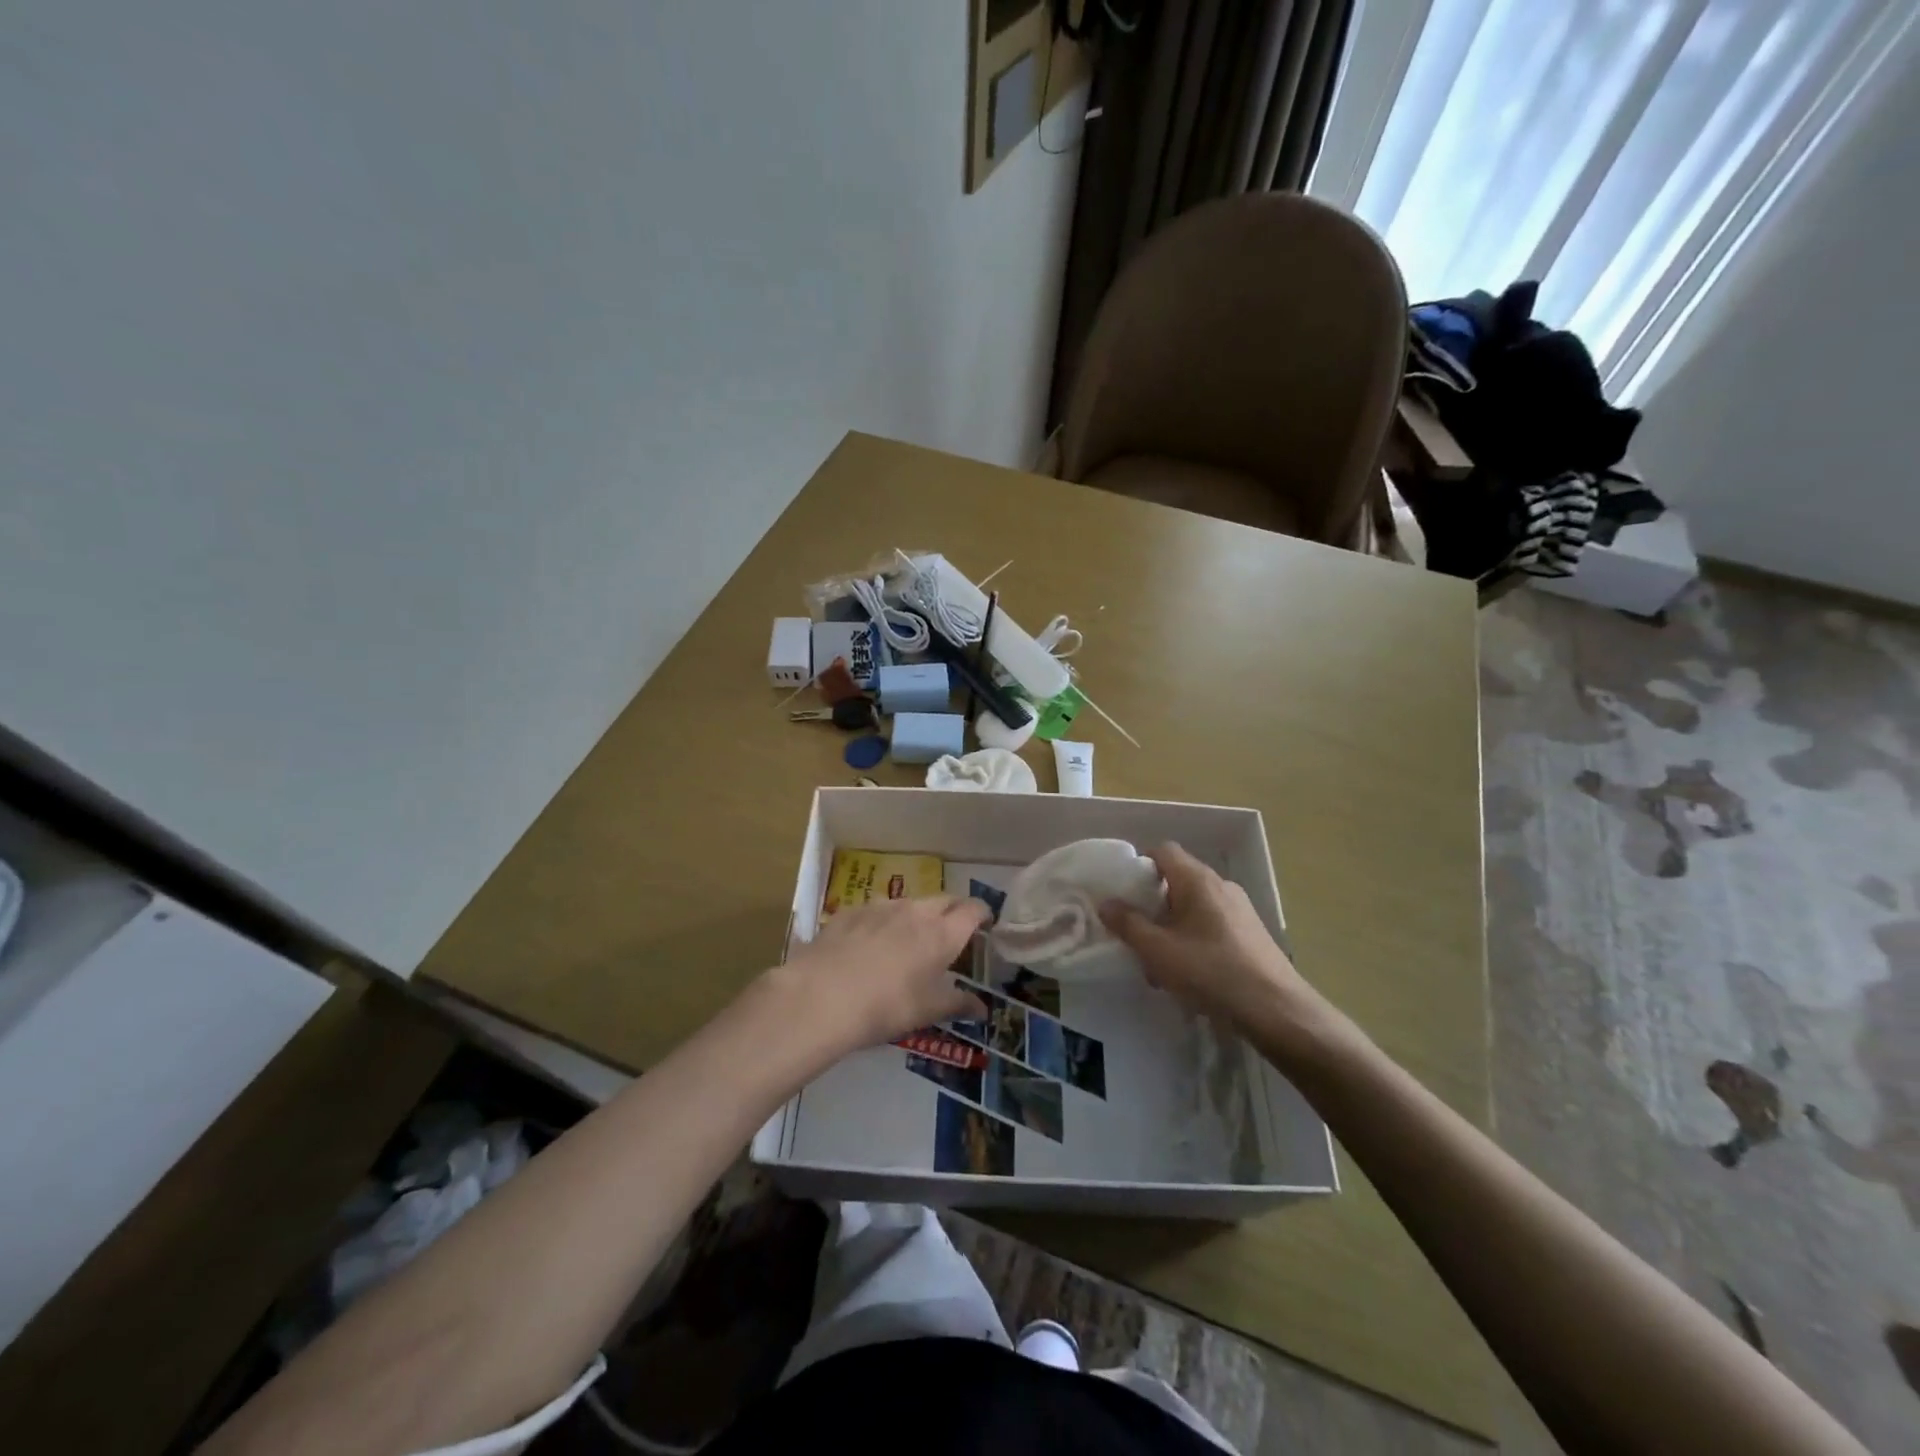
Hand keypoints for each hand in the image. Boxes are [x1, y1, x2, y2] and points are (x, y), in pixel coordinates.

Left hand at [780, 895, 989, 1049]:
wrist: (823, 995)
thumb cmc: (887, 1006)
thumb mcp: (927, 1011)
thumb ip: (958, 1005)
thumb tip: (983, 1009)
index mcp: (942, 933)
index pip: (972, 910)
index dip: (982, 913)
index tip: (984, 923)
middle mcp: (916, 911)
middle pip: (944, 899)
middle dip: (953, 910)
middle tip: (952, 930)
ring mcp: (881, 907)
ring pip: (909, 903)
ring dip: (917, 915)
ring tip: (910, 938)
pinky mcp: (851, 911)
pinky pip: (876, 910)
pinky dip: (883, 921)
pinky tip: (871, 942)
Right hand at [1100, 842, 1347, 1062]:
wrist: (1276, 1009)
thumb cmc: (1211, 971)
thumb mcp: (1158, 950)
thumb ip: (1128, 924)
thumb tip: (1106, 903)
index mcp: (1198, 880)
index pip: (1163, 851)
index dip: (1139, 865)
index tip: (1124, 893)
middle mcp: (1221, 885)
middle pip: (1177, 879)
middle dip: (1152, 904)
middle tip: (1136, 932)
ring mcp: (1240, 909)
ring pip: (1193, 906)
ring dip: (1171, 927)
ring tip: (1160, 961)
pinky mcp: (1250, 933)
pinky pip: (1211, 924)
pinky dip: (1193, 939)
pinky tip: (1189, 974)